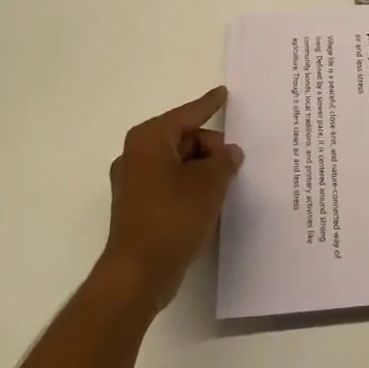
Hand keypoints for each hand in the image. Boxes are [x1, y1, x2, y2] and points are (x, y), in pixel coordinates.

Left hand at [96, 86, 242, 311]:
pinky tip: (209, 201)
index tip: (224, 93)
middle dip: (211, 148)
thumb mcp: (210, 183)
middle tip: (234, 164)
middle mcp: (136, 155)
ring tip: (226, 185)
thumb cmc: (173, 218)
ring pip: (178, 162)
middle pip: (184, 138)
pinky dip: (190, 186)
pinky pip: (171, 183)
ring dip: (202, 170)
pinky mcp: (138, 207)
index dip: (209, 104)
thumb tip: (229, 153)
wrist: (138, 274)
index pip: (187, 114)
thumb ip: (225, 160)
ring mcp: (134, 183)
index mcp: (149, 140)